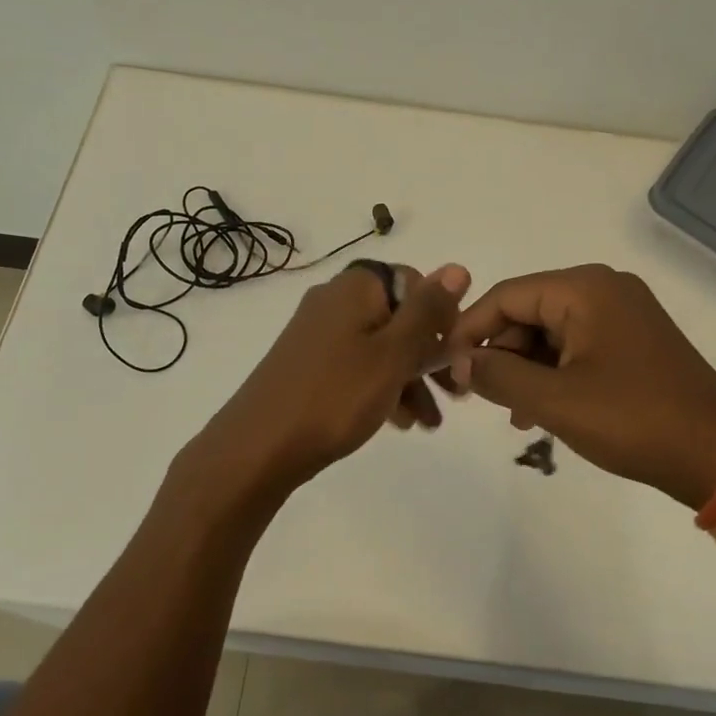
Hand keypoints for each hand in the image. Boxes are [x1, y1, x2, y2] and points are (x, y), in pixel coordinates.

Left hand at [181, 261, 470, 510]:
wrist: (258, 447)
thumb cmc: (336, 396)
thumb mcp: (393, 353)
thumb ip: (427, 311)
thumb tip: (457, 268)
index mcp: (357, 287)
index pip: (415, 282)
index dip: (440, 317)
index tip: (455, 356)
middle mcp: (335, 300)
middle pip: (398, 317)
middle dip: (429, 356)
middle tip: (455, 394)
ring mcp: (318, 332)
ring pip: (380, 346)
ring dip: (409, 378)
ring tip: (428, 422)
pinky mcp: (308, 362)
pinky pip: (357, 365)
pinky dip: (381, 386)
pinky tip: (398, 422)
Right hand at [443, 264, 715, 509]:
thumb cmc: (634, 420)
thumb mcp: (555, 400)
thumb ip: (499, 375)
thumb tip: (460, 362)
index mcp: (585, 288)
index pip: (507, 296)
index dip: (470, 329)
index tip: (445, 366)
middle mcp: (603, 289)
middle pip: (528, 311)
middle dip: (500, 352)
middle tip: (478, 395)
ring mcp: (622, 314)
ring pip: (550, 331)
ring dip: (524, 368)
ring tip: (511, 412)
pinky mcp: (633, 340)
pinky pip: (576, 346)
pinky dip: (553, 372)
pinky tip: (540, 410)